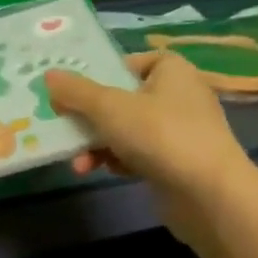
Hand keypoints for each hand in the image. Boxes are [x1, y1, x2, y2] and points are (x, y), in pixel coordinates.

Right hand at [42, 50, 254, 211]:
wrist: (208, 195)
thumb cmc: (159, 135)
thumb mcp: (108, 107)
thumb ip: (76, 91)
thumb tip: (49, 75)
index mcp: (172, 71)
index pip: (132, 62)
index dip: (103, 74)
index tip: (78, 90)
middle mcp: (179, 96)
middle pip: (121, 98)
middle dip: (89, 118)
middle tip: (64, 128)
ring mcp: (180, 131)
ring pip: (126, 129)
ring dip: (97, 144)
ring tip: (79, 164)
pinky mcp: (177, 162)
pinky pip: (137, 153)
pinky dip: (118, 160)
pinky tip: (104, 171)